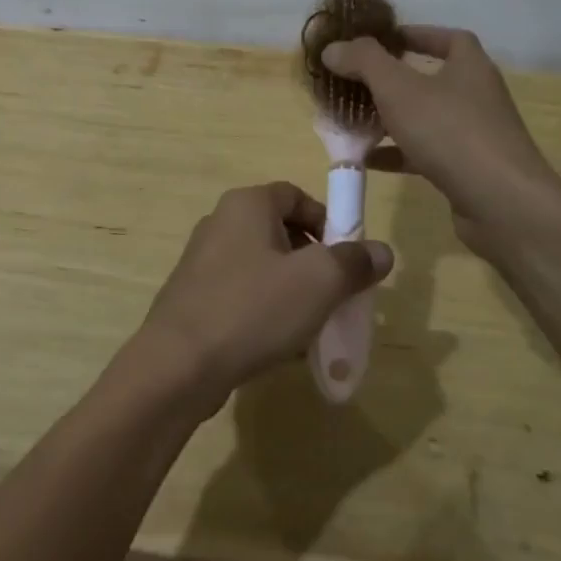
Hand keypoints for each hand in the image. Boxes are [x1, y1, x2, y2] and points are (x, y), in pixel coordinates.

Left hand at [138, 182, 392, 410]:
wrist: (178, 364)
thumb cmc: (253, 309)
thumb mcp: (318, 283)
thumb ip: (354, 262)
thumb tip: (381, 251)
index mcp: (247, 204)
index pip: (296, 196)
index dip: (327, 221)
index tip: (347, 258)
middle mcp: (220, 222)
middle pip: (280, 231)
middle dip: (313, 261)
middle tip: (334, 294)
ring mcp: (202, 260)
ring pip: (262, 266)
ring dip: (291, 289)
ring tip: (311, 325)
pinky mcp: (194, 296)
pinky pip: (241, 293)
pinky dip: (265, 309)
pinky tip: (279, 344)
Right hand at [322, 26, 557, 264]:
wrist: (502, 204)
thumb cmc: (450, 132)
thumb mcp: (398, 88)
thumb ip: (363, 62)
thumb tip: (333, 48)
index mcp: (469, 66)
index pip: (446, 38)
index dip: (414, 35)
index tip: (381, 41)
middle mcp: (476, 95)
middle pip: (431, 78)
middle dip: (392, 80)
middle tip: (356, 82)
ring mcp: (474, 134)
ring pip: (425, 118)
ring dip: (390, 118)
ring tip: (353, 120)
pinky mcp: (467, 169)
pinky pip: (425, 152)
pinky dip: (397, 153)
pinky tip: (367, 160)